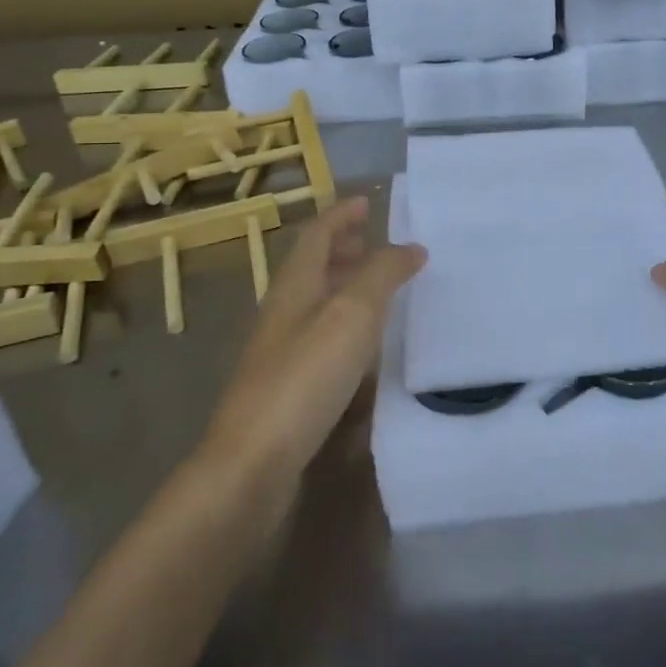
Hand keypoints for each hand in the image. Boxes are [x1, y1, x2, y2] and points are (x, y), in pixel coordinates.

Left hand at [201, 197, 424, 495]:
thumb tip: (411, 247)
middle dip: (342, 247)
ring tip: (378, 286)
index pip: (317, 234)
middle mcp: (283, 312)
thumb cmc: (305, 378)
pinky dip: (345, 325)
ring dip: (344, 285)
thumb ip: (382, 275)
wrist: (254, 464)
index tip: (368, 202)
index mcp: (293, 286)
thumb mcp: (352, 315)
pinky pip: (320, 337)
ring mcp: (281, 352)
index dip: (342, 214)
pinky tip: (365, 345)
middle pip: (312, 266)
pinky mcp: (287, 387)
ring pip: (316, 302)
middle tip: (374, 241)